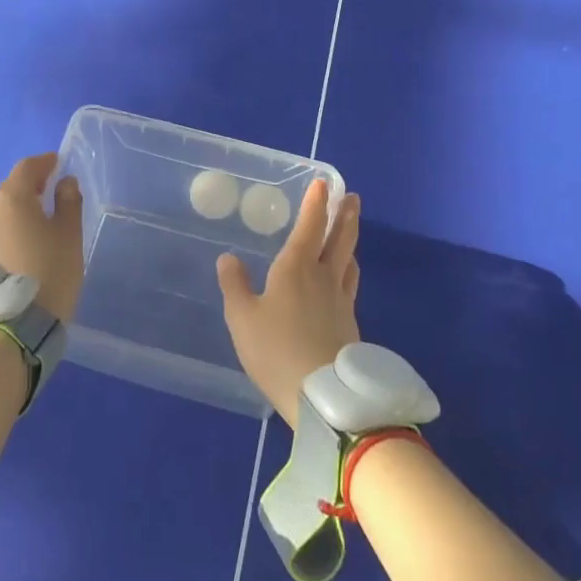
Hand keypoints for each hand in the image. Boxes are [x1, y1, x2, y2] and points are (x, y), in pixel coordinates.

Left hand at [0, 152, 84, 322]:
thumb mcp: (69, 234)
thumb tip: (65, 182)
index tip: (59, 164)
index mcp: (11, 197)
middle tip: (52, 194)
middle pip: (11, 189)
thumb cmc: (49, 271)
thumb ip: (68, 202)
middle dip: (31, 187)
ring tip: (38, 224)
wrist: (15, 327)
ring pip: (1, 213)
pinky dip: (10, 233)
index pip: (27, 167)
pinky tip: (23, 249)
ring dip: (18, 212)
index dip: (45, 163)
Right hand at [216, 180, 360, 426]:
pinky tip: (344, 278)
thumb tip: (228, 258)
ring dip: (351, 240)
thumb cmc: (276, 350)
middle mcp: (324, 277)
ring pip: (349, 261)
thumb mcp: (242, 318)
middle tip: (352, 197)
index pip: (311, 226)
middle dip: (345, 215)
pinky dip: (348, 270)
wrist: (325, 397)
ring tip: (350, 233)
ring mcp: (341, 301)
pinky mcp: (351, 325)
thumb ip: (234, 285)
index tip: (323, 183)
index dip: (317, 203)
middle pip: (340, 239)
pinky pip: (350, 285)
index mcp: (297, 267)